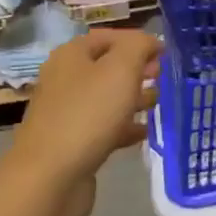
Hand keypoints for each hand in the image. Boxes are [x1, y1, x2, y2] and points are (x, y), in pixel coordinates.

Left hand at [6, 29, 161, 215]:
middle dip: (137, 70)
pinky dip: (124, 126)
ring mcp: (66, 113)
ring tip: (158, 103)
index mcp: (71, 55)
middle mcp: (65, 79)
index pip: (108, 37)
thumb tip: (149, 41)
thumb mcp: (121, 69)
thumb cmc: (88, 114)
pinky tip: (144, 133)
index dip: (137, 41)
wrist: (50, 178)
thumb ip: (139, 47)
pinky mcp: (72, 143)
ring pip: (106, 98)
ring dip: (133, 98)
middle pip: (107, 66)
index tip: (165, 53)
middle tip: (161, 78)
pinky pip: (103, 127)